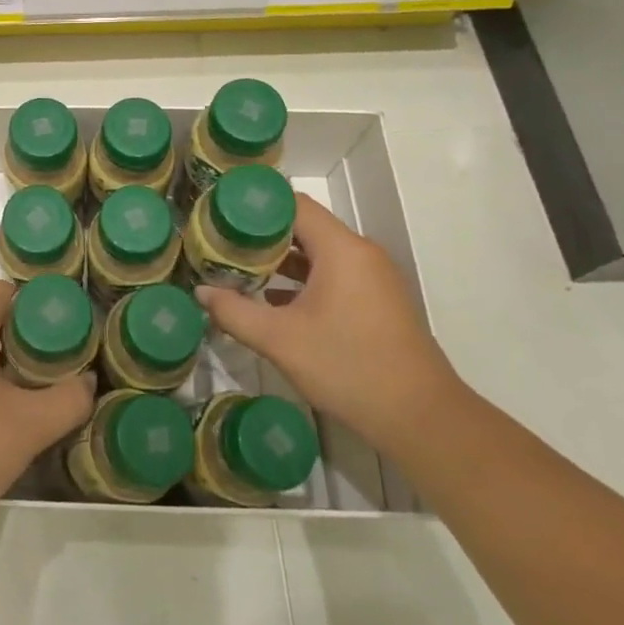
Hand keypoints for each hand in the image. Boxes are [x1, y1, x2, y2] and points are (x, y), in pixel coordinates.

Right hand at [195, 193, 460, 452]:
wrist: (422, 419)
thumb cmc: (348, 368)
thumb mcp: (281, 341)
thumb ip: (235, 312)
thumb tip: (202, 292)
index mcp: (341, 249)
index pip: (293, 205)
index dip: (255, 205)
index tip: (222, 214)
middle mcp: (360, 253)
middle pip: (304, 227)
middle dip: (263, 234)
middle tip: (224, 243)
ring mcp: (373, 277)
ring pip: (319, 252)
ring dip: (282, 259)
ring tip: (241, 269)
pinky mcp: (378, 300)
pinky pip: (334, 274)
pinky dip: (304, 279)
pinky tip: (274, 300)